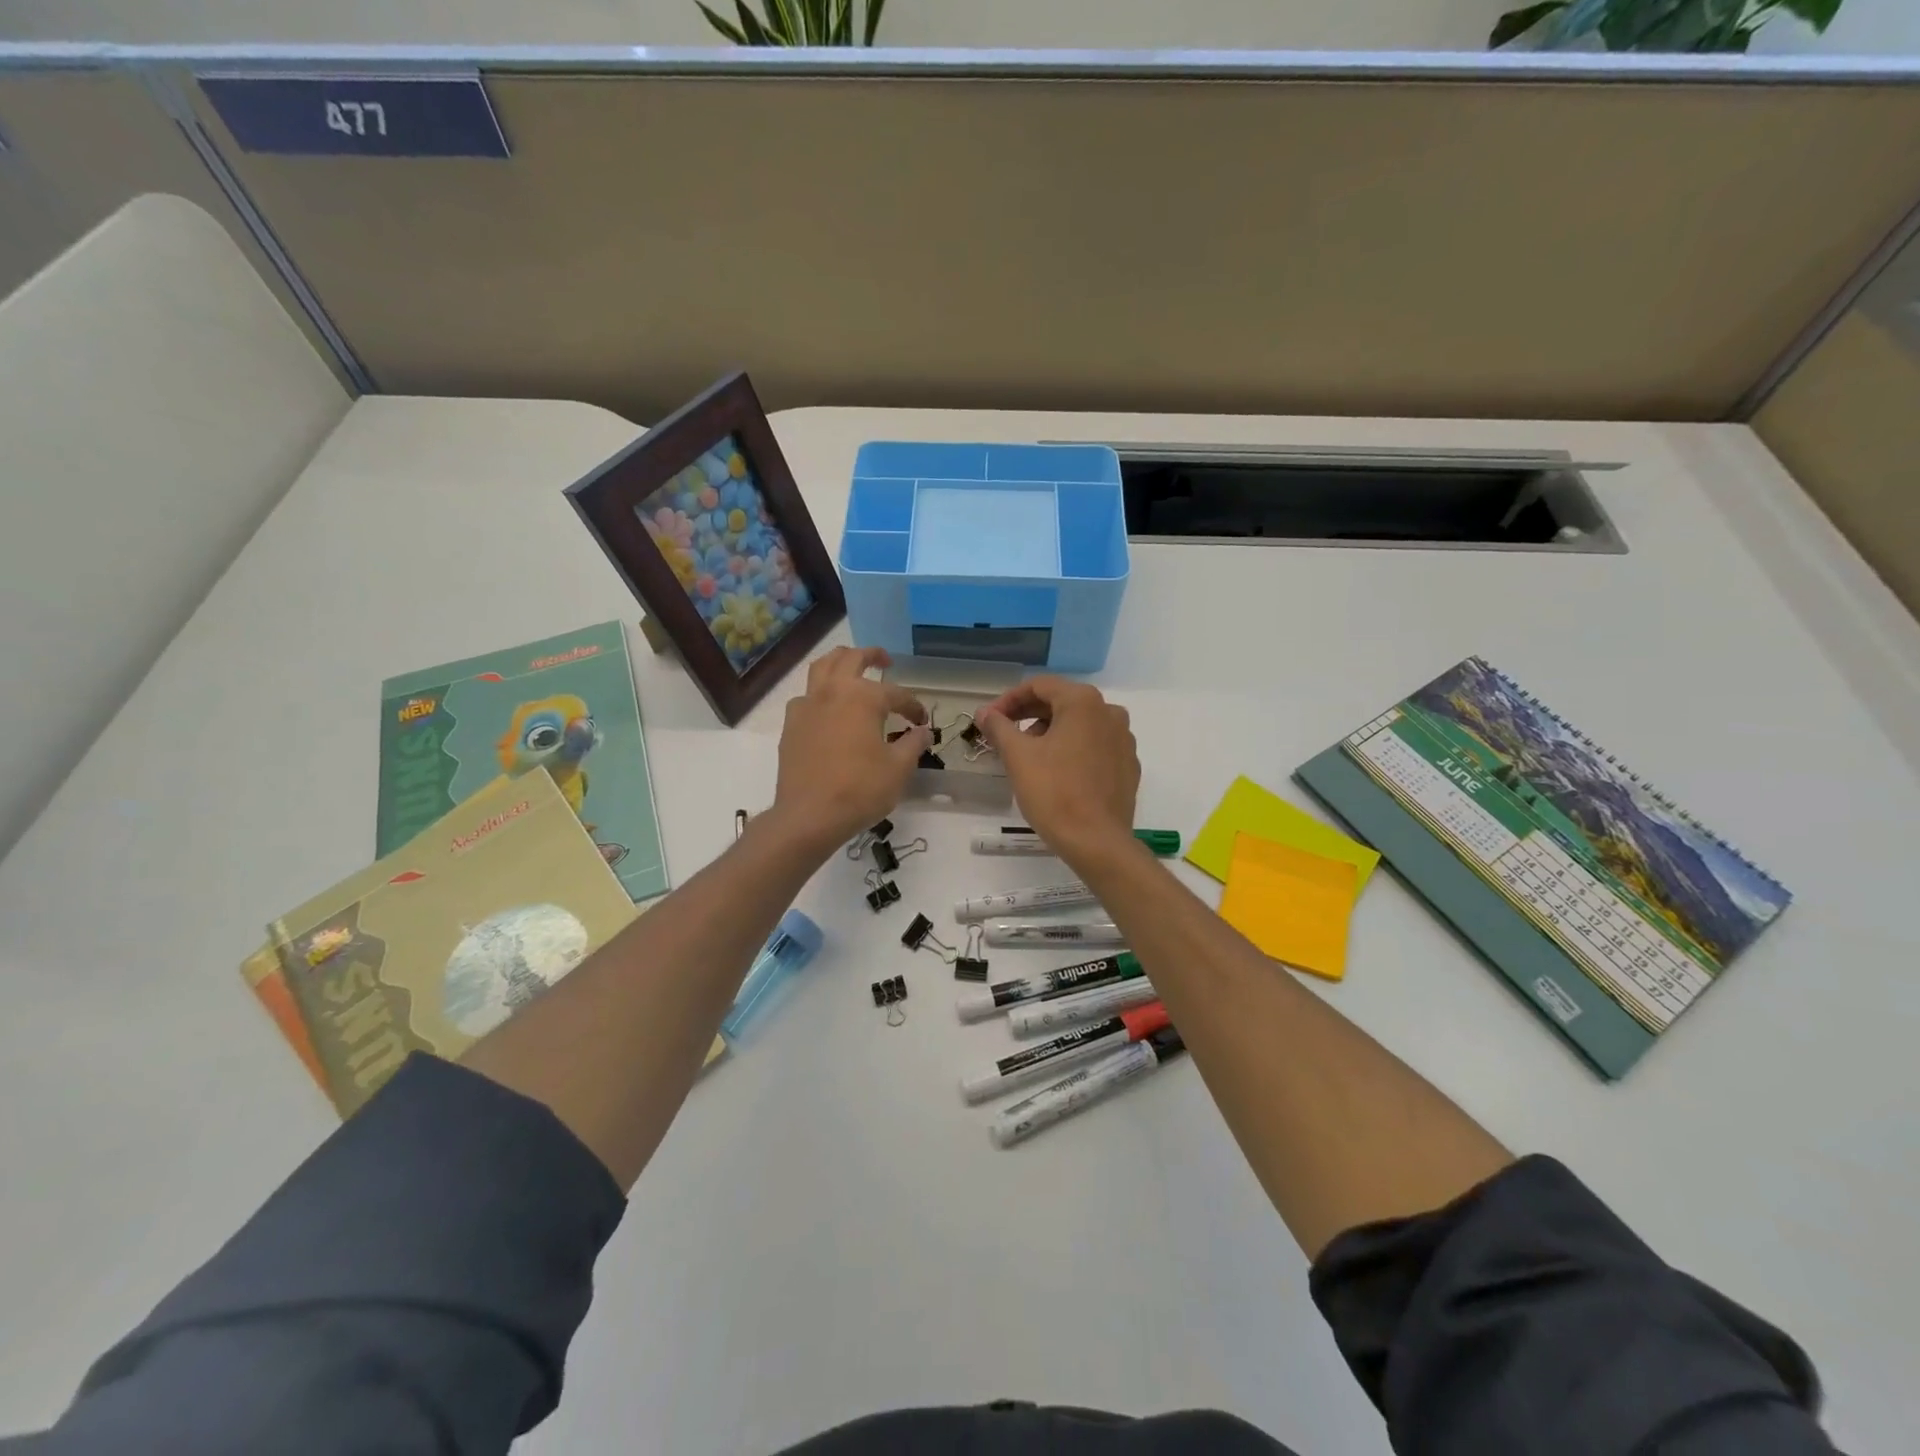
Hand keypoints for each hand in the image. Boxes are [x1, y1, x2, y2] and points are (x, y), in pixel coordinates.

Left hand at [770, 647, 929, 854]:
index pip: (896, 694)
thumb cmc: (860, 790)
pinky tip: (827, 707)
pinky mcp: (791, 725)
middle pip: (851, 658)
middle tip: (885, 661)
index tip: (922, 722)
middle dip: (872, 656)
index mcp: (863, 697)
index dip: (913, 706)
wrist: (809, 816)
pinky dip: (819, 692)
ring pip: (821, 667)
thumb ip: (913, 744)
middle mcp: (833, 691)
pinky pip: (805, 695)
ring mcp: (807, 705)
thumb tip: (922, 732)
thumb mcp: (898, 768)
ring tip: (851, 668)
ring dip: (840, 661)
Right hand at [977, 677, 1138, 863]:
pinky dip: (1072, 748)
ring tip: (1027, 754)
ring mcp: (1123, 739)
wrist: (1097, 842)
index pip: (1039, 686)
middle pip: (1061, 701)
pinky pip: (1095, 745)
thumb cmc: (1054, 793)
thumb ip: (999, 727)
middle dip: (1029, 714)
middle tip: (1003, 734)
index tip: (989, 720)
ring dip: (1050, 731)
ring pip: (1079, 724)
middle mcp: (1109, 712)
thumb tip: (985, 712)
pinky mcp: (1128, 764)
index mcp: (1083, 702)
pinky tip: (1056, 771)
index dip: (1009, 699)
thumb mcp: (1018, 757)